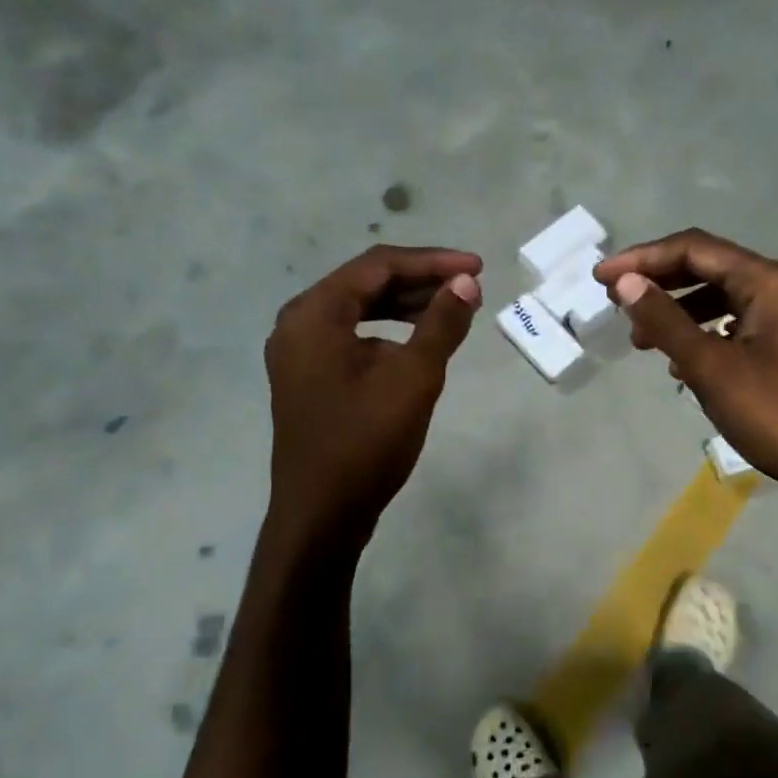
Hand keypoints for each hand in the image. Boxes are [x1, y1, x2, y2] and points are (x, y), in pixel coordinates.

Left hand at [265, 245, 481, 541]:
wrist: (322, 515)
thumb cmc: (365, 443)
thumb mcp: (413, 379)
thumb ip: (441, 324)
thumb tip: (466, 283)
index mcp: (314, 314)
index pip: (379, 265)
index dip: (433, 261)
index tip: (478, 268)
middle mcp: (299, 324)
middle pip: (366, 283)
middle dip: (420, 281)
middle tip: (469, 288)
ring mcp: (300, 353)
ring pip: (359, 311)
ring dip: (406, 306)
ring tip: (452, 311)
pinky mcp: (309, 378)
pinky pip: (352, 337)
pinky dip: (388, 334)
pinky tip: (419, 344)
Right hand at [595, 230, 777, 515]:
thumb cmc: (777, 416)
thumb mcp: (712, 369)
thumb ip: (666, 321)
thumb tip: (625, 282)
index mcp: (772, 282)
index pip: (696, 249)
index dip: (643, 259)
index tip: (601, 277)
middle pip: (713, 269)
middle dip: (662, 284)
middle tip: (618, 304)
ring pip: (727, 300)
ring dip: (682, 313)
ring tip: (645, 342)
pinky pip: (743, 326)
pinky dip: (709, 334)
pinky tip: (686, 364)